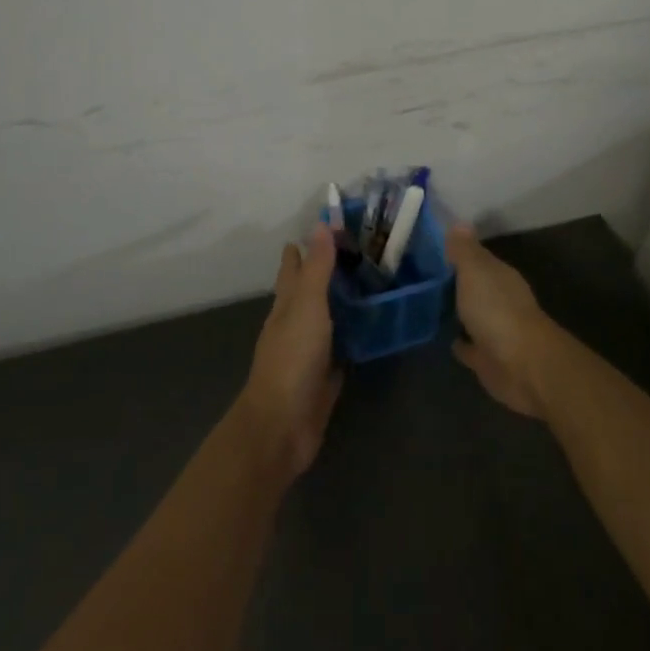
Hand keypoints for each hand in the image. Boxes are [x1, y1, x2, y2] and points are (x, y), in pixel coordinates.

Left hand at [238, 224, 343, 481]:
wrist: (282, 426)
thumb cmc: (292, 359)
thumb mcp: (307, 306)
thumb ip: (317, 268)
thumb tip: (320, 224)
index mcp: (287, 306)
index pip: (293, 268)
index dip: (303, 249)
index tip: (322, 227)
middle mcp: (295, 325)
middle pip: (308, 292)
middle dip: (323, 273)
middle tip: (354, 252)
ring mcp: (308, 353)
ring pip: (324, 319)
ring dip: (339, 303)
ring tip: (366, 284)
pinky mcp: (324, 378)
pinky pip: (339, 350)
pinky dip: (350, 338)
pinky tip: (366, 332)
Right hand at [448, 225, 559, 418]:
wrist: (521, 365)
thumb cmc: (496, 310)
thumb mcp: (475, 271)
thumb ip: (464, 250)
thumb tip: (459, 222)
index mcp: (499, 276)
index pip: (477, 258)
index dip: (457, 253)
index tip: (431, 249)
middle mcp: (500, 299)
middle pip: (475, 286)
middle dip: (456, 282)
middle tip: (424, 276)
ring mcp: (496, 330)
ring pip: (472, 315)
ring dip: (458, 311)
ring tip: (429, 304)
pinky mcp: (489, 359)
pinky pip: (470, 346)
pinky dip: (461, 342)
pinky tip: (445, 337)